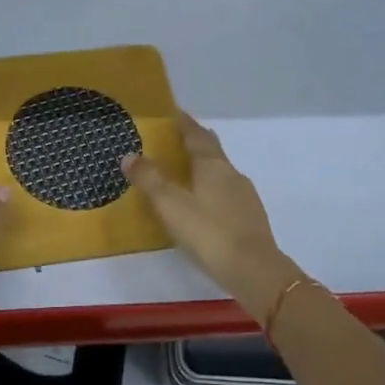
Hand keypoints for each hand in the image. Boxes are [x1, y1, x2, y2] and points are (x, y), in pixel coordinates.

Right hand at [121, 112, 294, 314]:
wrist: (255, 271)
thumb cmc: (209, 232)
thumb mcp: (170, 205)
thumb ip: (149, 179)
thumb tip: (129, 155)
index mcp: (213, 164)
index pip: (196, 133)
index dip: (183, 122)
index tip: (171, 113)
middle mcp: (231, 173)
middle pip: (211, 150)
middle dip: (194, 142)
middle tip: (173, 140)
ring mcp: (244, 196)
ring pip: (220, 172)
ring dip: (202, 168)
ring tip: (183, 174)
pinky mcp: (250, 218)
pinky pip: (226, 193)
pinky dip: (211, 190)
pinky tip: (202, 205)